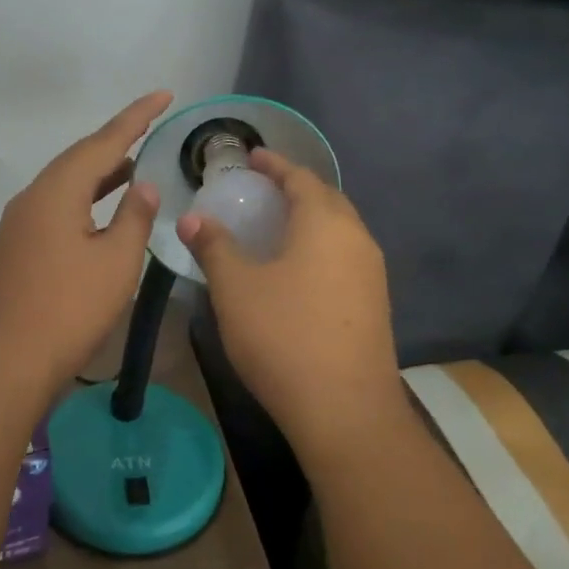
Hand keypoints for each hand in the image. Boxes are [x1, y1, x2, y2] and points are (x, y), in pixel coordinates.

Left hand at [0, 91, 171, 390]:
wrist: (4, 363)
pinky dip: (86, 200)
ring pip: (67, 185)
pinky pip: (57, 207)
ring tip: (135, 166)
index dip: (136, 117)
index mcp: (57, 191)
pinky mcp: (18, 249)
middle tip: (152, 127)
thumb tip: (141, 186)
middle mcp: (33, 198)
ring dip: (101, 173)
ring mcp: (20, 224)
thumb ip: (134, 217)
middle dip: (117, 142)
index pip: (103, 142)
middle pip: (80, 159)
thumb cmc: (68, 309)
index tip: (163, 95)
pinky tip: (104, 212)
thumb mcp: (115, 262)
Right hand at [177, 150, 402, 455]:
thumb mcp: (235, 288)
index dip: (274, 164)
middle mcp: (357, 239)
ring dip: (310, 218)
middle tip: (261, 189)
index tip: (252, 157)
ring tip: (276, 225)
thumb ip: (214, 246)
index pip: (300, 177)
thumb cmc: (283, 337)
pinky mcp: (375, 304)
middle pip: (326, 199)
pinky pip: (344, 256)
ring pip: (339, 229)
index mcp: (325, 223)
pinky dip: (320, 246)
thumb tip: (193, 218)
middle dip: (295, 188)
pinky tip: (297, 269)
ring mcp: (372, 273)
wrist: (345, 411)